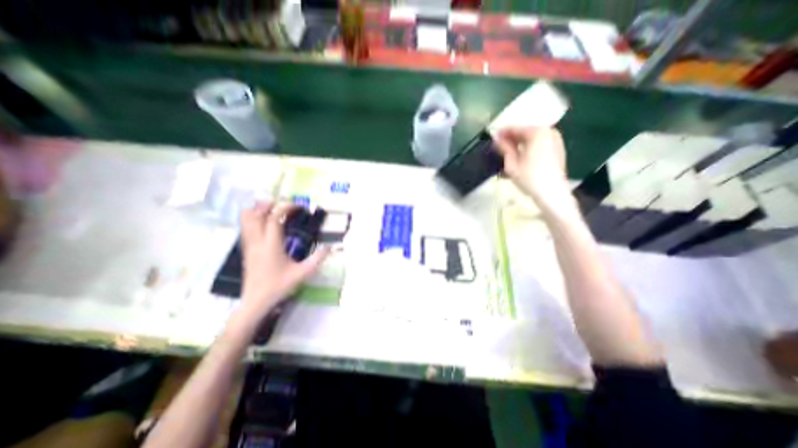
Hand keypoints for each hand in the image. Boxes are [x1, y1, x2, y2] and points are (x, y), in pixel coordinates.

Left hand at [237, 200, 327, 320]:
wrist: (256, 301)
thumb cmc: (279, 286)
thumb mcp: (302, 273)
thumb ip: (318, 259)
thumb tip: (330, 247)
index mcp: (271, 245)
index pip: (274, 218)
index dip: (286, 208)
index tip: (299, 207)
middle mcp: (257, 241)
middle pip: (255, 213)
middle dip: (270, 205)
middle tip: (285, 206)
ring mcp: (249, 244)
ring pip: (246, 219)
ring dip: (259, 210)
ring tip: (275, 210)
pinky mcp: (246, 249)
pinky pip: (245, 227)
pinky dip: (253, 218)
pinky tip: (265, 223)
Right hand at [496, 127, 569, 205]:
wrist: (552, 193)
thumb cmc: (529, 178)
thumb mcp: (511, 163)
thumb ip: (504, 148)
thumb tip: (497, 139)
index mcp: (537, 132)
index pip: (515, 128)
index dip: (502, 133)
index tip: (492, 138)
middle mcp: (549, 132)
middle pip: (525, 133)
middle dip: (511, 139)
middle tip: (499, 148)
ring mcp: (555, 141)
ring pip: (532, 139)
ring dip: (519, 145)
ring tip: (507, 154)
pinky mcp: (558, 151)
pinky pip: (539, 145)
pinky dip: (529, 149)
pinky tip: (520, 158)